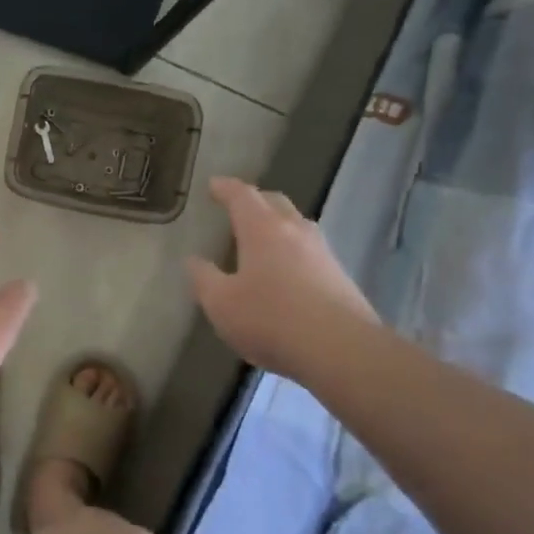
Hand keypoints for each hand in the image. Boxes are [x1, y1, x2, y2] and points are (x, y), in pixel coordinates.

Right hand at [186, 176, 377, 373]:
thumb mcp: (220, 304)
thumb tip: (193, 261)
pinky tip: (286, 271)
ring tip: (262, 237)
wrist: (339, 349)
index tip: (213, 185)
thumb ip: (204, 279)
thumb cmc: (270, 319)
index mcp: (262, 229)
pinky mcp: (339, 276)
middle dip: (255, 200)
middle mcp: (295, 231)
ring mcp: (322, 252)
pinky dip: (293, 250)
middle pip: (275, 202)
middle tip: (238, 207)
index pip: (242, 196)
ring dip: (278, 224)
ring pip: (297, 225)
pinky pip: (310, 251)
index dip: (225, 188)